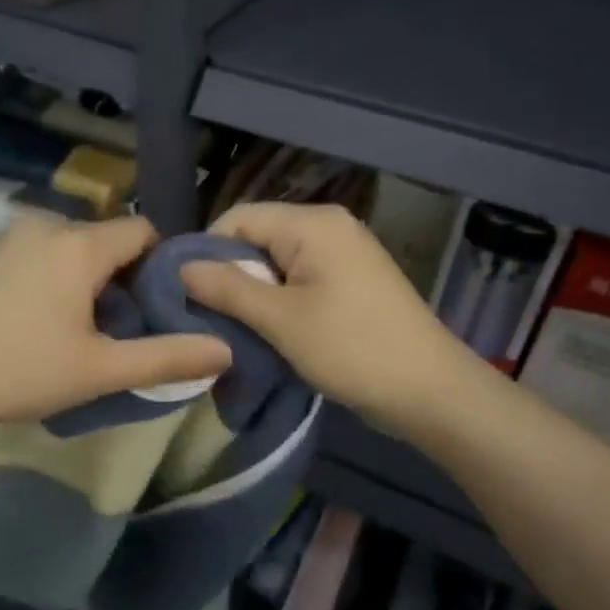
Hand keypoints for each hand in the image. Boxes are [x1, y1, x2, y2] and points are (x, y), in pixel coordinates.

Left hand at [0, 213, 232, 432]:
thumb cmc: (19, 370)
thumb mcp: (100, 370)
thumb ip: (166, 357)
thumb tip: (225, 350)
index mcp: (80, 244)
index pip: (143, 231)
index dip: (161, 265)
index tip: (160, 307)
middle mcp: (44, 226)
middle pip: (105, 241)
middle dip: (122, 278)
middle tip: (119, 330)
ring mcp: (5, 238)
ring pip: (67, 250)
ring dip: (84, 281)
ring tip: (76, 333)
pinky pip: (33, 257)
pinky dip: (48, 280)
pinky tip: (31, 326)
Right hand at [180, 202, 471, 434]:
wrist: (429, 390)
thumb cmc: (351, 349)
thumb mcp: (280, 319)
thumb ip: (227, 287)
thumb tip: (180, 266)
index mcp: (313, 223)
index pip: (237, 219)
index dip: (206, 252)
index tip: (187, 293)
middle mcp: (329, 226)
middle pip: (257, 237)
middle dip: (230, 274)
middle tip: (209, 317)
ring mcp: (345, 252)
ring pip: (277, 261)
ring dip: (254, 292)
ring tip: (237, 328)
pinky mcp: (352, 280)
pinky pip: (300, 278)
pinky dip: (279, 300)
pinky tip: (271, 330)